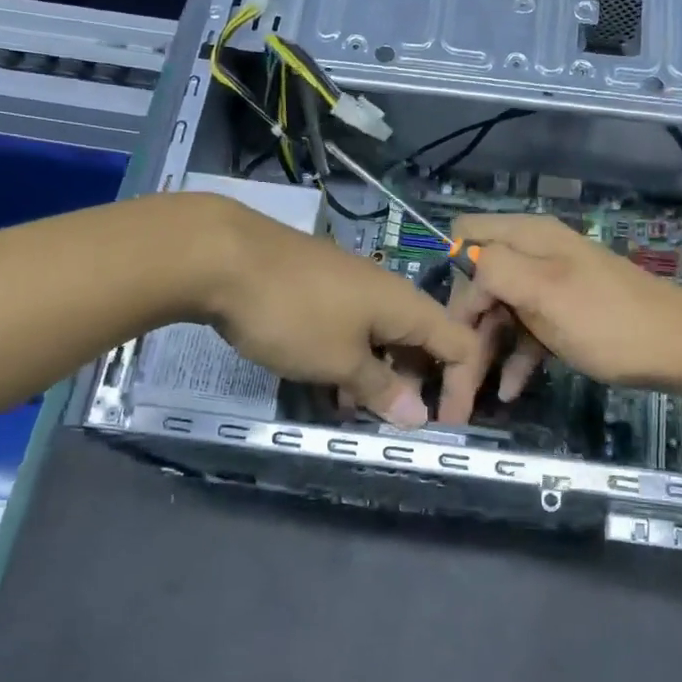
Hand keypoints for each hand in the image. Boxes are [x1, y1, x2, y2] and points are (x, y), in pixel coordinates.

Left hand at [187, 196, 479, 426]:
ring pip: (382, 337)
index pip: (460, 344)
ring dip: (376, 376)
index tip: (444, 425)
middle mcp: (388, 291)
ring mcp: (352, 285)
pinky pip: (352, 328)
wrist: (221, 256)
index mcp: (407, 306)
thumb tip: (418, 415)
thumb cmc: (292, 314)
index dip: (460, 387)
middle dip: (412, 385)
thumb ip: (381, 389)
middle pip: (422, 342)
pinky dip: (349, 357)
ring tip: (351, 410)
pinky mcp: (321, 285)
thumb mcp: (339, 362)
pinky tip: (322, 381)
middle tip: (388, 422)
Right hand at [434, 214, 681, 425]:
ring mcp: (549, 287)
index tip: (446, 331)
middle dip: (461, 330)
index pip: (463, 243)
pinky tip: (508, 391)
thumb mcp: (546, 290)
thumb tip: (457, 260)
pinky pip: (526, 333)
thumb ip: (495, 269)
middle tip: (450, 381)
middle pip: (477, 284)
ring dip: (482, 352)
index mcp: (526, 238)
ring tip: (466, 402)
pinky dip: (514, 358)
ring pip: (499, 314)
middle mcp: (533, 256)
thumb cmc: (609, 321)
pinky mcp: (564, 316)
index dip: (451, 283)